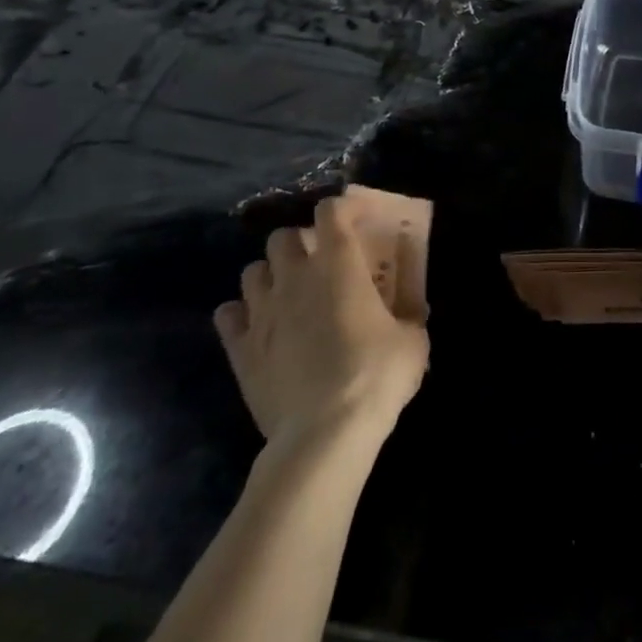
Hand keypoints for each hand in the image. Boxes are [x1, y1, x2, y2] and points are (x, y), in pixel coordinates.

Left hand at [215, 195, 428, 448]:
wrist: (325, 433)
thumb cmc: (375, 375)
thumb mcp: (413, 340)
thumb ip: (409, 315)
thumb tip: (410, 312)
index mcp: (338, 263)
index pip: (331, 211)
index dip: (344, 208)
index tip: (359, 220)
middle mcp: (295, 276)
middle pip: (282, 236)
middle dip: (300, 243)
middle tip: (320, 264)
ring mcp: (262, 311)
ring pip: (252, 271)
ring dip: (271, 275)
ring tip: (288, 294)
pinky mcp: (240, 349)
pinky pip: (228, 316)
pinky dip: (241, 315)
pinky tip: (259, 328)